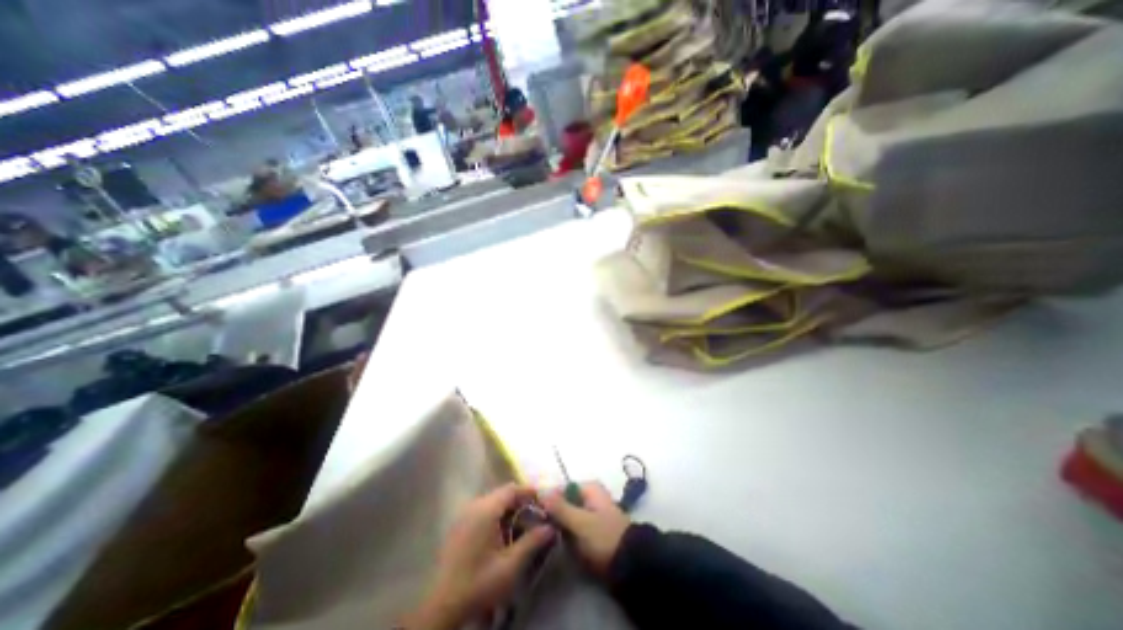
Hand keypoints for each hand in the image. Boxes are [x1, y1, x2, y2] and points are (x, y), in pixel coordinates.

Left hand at [407, 484, 558, 627]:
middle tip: (536, 514)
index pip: (511, 489)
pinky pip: (483, 511)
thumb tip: (551, 527)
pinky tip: (504, 534)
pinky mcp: (459, 526)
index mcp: (485, 510)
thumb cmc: (479, 583)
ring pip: (493, 502)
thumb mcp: (511, 565)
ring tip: (523, 525)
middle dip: (520, 502)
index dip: (529, 492)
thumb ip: (532, 542)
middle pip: (502, 494)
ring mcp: (464, 515)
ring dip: (509, 510)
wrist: (443, 606)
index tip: (544, 500)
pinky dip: (497, 516)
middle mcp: (473, 506)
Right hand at [539, 484, 627, 575]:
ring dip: (558, 526)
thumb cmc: (604, 537)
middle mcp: (590, 496)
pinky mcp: (592, 530)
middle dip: (552, 514)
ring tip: (545, 536)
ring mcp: (591, 513)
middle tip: (537, 528)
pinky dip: (566, 534)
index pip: (560, 488)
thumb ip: (559, 507)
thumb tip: (540, 490)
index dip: (546, 499)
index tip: (531, 513)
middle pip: (564, 502)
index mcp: (589, 488)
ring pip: (567, 516)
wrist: (629, 564)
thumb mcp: (580, 522)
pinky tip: (557, 543)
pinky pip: (574, 528)